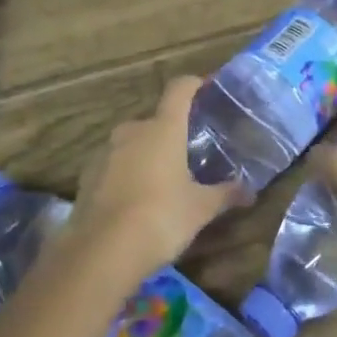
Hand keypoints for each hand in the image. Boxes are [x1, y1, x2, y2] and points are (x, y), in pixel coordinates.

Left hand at [67, 76, 242, 282]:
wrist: (102, 252)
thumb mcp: (200, 209)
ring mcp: (105, 152)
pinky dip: (125, 174)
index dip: (192, 84)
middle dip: (170, 133)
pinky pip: (113, 165)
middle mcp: (132, 131)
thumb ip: (225, 195)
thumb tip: (249, 191)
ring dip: (146, 154)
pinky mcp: (87, 176)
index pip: (179, 90)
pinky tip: (134, 200)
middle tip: (187, 152)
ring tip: (161, 180)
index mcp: (163, 129)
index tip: (204, 86)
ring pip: (132, 144)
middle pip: (155, 121)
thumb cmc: (161, 218)